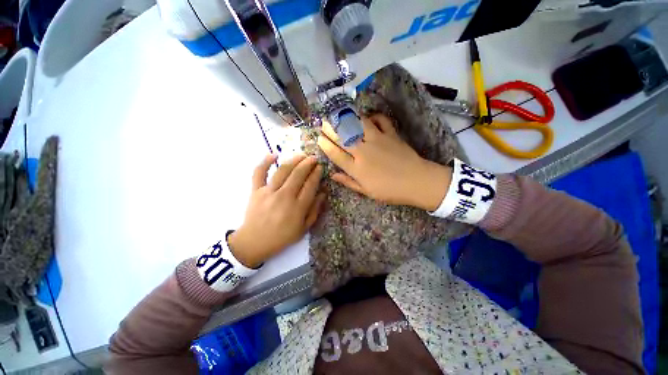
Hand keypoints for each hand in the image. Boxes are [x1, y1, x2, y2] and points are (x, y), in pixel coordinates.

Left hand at [228, 154, 325, 267]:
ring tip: (301, 155)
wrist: (254, 242)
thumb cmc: (282, 237)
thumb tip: (323, 193)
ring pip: (283, 170)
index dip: (316, 174)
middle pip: (298, 174)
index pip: (310, 185)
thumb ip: (315, 210)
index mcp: (297, 208)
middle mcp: (284, 196)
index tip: (320, 167)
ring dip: (294, 160)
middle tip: (314, 158)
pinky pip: (259, 172)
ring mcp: (268, 192)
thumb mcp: (303, 229)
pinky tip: (273, 155)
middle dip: (308, 163)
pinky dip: (265, 162)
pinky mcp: (255, 190)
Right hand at [317, 114, 450, 210]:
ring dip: (347, 118)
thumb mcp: (367, 191)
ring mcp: (377, 140)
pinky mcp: (390, 134)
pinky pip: (380, 120)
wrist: (416, 181)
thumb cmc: (390, 191)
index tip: (319, 139)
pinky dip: (373, 116)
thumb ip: (348, 182)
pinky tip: (368, 117)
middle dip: (330, 129)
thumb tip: (332, 175)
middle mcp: (363, 151)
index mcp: (357, 168)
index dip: (325, 145)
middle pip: (343, 137)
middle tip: (323, 123)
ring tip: (339, 115)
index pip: (336, 154)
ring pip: (358, 125)